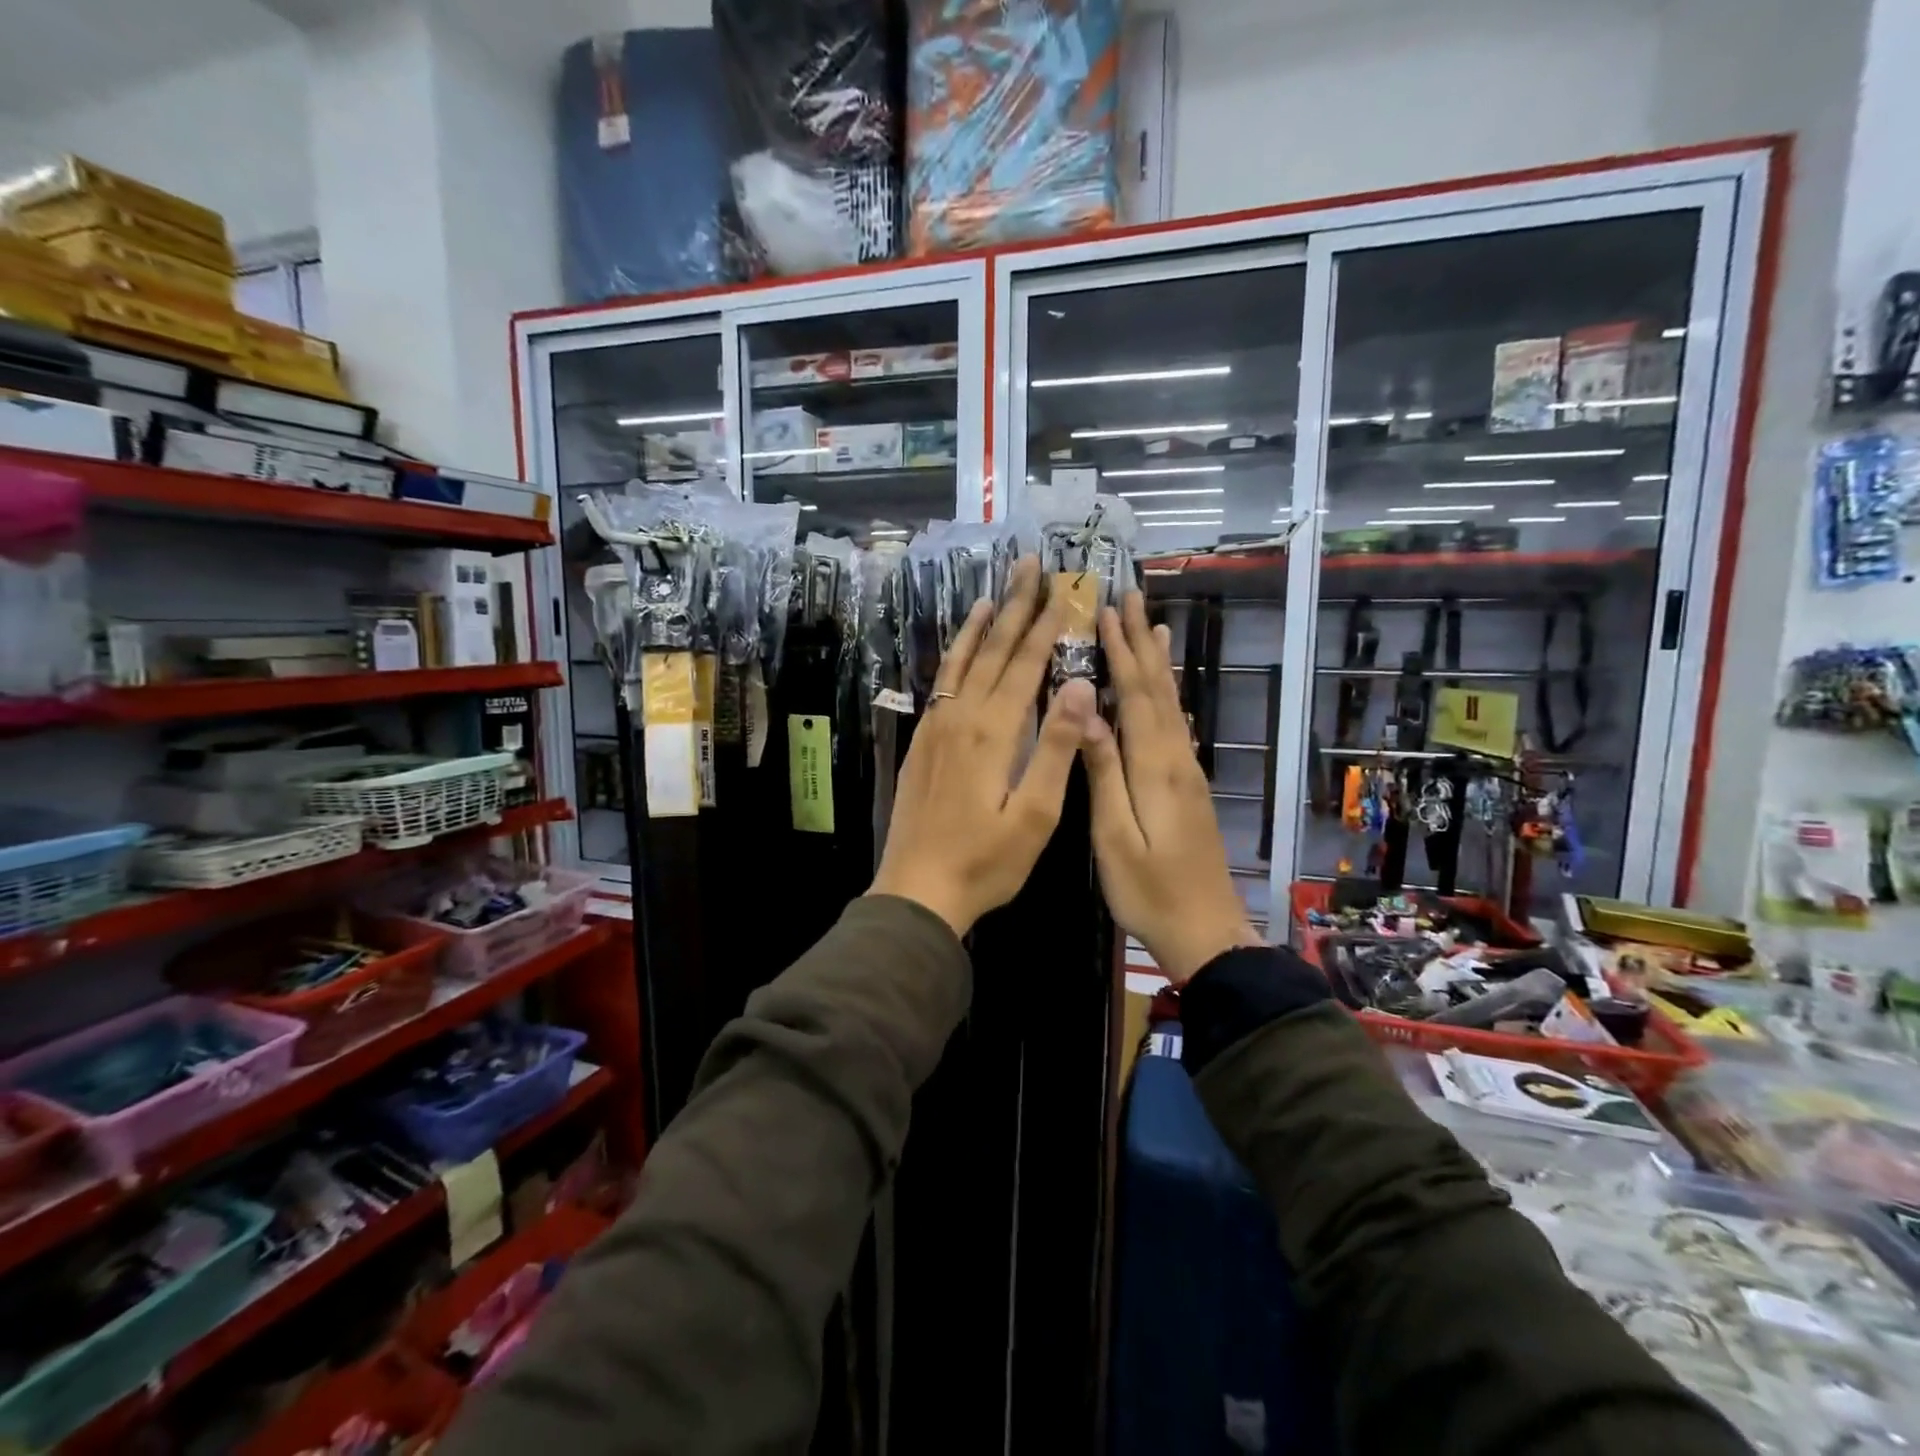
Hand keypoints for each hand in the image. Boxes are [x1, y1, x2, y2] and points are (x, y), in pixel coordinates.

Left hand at [869, 556, 1097, 937]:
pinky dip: (955, 657)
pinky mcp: (922, 743)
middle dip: (1015, 607)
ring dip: (981, 626)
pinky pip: (941, 684)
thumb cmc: (986, 860)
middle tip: (1029, 565)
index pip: (1025, 665)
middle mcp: (962, 717)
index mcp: (994, 732)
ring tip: (994, 592)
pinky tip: (961, 650)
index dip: (1046, 625)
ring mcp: (936, 728)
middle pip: (993, 652)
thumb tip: (1078, 685)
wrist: (918, 888)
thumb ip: (1057, 747)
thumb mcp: (1036, 814)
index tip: (1062, 588)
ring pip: (961, 662)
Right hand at [1081, 592, 1260, 984]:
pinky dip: (1168, 697)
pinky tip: (1167, 691)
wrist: (1206, 932)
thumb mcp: (1114, 836)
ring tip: (1156, 626)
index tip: (1106, 611)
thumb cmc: (1149, 890)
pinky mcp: (1190, 787)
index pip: (1135, 695)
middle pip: (1159, 690)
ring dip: (1159, 663)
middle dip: (1144, 642)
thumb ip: (1102, 773)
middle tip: (1132, 597)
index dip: (1121, 651)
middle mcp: (1176, 758)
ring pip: (1172, 704)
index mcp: (1155, 767)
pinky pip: (1176, 726)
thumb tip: (1085, 712)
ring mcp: (1187, 772)